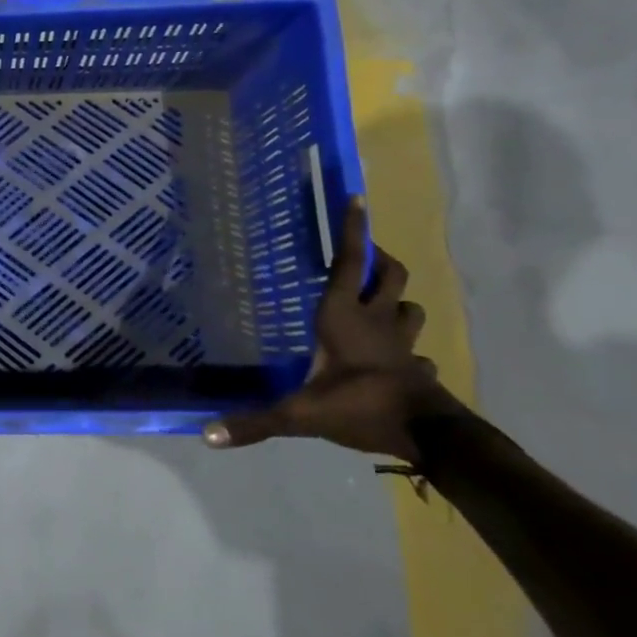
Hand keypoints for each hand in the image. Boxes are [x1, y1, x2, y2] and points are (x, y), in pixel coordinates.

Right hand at [202, 199, 464, 462]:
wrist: (430, 436)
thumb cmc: (360, 406)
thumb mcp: (300, 414)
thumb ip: (256, 422)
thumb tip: (206, 435)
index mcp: (343, 317)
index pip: (348, 263)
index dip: (353, 230)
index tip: (357, 199)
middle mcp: (376, 321)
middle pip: (390, 275)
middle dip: (380, 259)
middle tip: (364, 255)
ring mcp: (404, 344)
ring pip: (410, 307)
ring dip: (398, 299)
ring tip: (380, 301)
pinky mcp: (420, 368)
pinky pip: (418, 350)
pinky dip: (410, 347)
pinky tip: (400, 357)